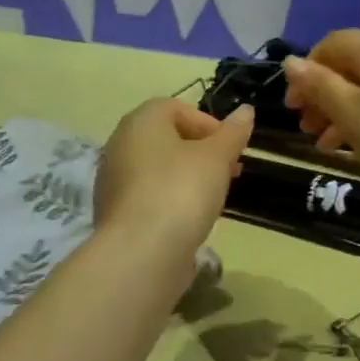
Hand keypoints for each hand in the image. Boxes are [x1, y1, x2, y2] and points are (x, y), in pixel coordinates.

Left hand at [94, 98, 254, 258]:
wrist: (141, 253)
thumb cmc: (181, 190)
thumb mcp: (216, 157)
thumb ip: (232, 133)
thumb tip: (246, 110)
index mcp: (140, 122)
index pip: (175, 108)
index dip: (207, 123)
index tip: (230, 147)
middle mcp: (120, 145)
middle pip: (166, 138)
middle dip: (201, 151)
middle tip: (228, 171)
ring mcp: (113, 181)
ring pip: (158, 169)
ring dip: (187, 176)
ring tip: (213, 197)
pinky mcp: (115, 213)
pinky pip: (149, 196)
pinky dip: (171, 200)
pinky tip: (190, 219)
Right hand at [281, 30, 359, 199]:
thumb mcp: (353, 113)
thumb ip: (319, 86)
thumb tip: (291, 61)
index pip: (329, 45)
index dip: (305, 73)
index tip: (292, 108)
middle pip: (350, 66)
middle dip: (323, 96)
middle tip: (307, 130)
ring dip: (344, 112)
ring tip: (328, 146)